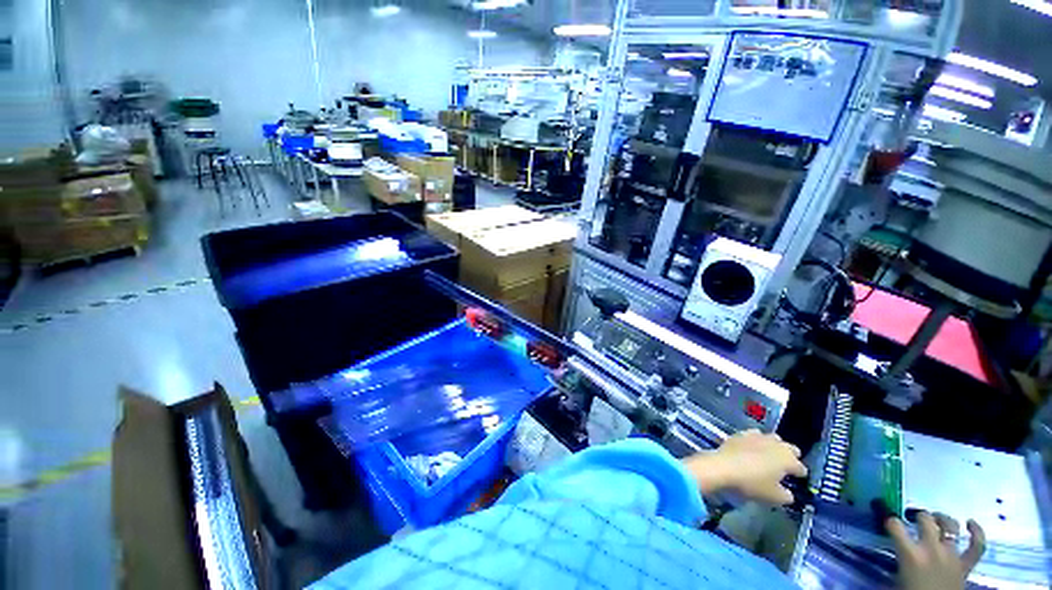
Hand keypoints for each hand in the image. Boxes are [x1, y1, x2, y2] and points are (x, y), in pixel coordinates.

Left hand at [682, 429, 806, 504]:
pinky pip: (753, 435)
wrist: (723, 467)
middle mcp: (775, 444)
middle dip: (791, 455)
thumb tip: (788, 493)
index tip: (798, 478)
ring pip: (772, 438)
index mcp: (788, 459)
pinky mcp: (741, 433)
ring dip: (774, 446)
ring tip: (770, 455)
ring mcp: (757, 436)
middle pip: (789, 447)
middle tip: (786, 465)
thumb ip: (786, 496)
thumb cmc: (753, 483)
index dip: (800, 474)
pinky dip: (756, 441)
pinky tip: (752, 447)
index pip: (800, 467)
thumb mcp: (774, 497)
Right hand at [886, 512, 985, 589]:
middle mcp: (932, 550)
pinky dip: (977, 532)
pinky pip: (977, 546)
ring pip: (951, 527)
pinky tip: (971, 523)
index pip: (895, 526)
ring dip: (943, 519)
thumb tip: (888, 552)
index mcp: (911, 555)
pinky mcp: (966, 565)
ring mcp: (952, 556)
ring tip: (937, 518)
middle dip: (920, 516)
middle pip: (927, 520)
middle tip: (915, 519)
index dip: (890, 521)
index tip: (889, 522)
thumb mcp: (896, 582)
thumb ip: (895, 564)